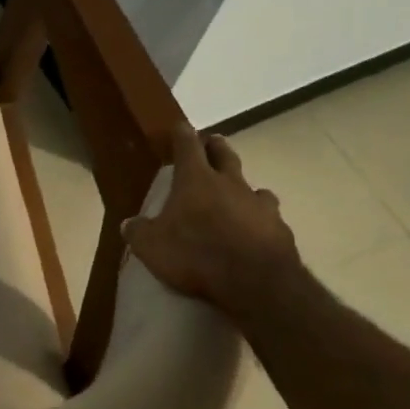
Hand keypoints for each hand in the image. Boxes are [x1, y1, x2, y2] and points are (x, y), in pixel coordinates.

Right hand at [123, 120, 301, 322]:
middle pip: (224, 155)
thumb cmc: (196, 254)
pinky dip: (259, 219)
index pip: (187, 146)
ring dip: (242, 187)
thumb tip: (129, 224)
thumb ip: (138, 232)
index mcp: (195, 181)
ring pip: (252, 186)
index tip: (181, 126)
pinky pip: (268, 216)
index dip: (182, 134)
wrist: (256, 282)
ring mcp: (259, 205)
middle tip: (211, 143)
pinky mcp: (280, 228)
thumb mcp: (152, 246)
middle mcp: (230, 184)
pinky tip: (255, 231)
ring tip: (237, 194)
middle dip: (216, 147)